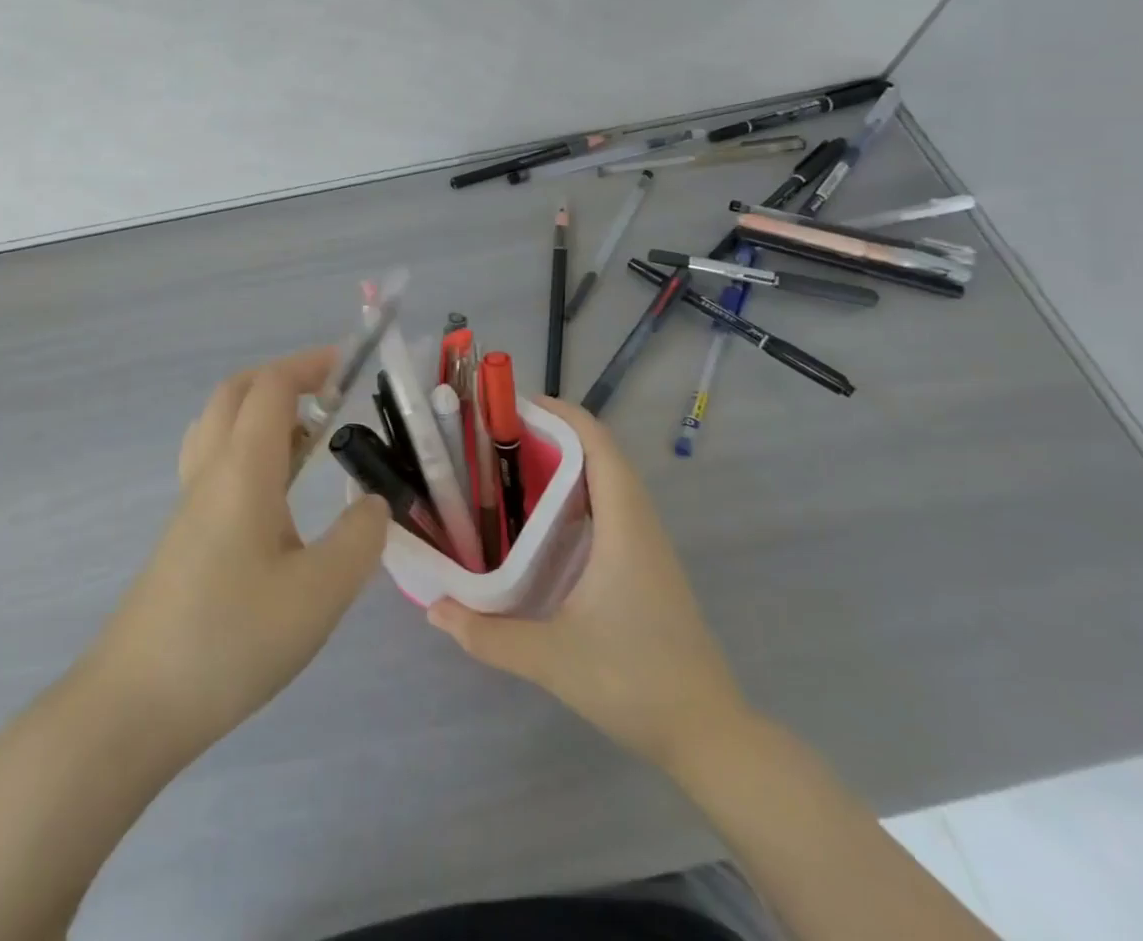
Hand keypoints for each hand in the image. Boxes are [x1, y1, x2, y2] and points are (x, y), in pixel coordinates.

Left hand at [91, 348, 389, 763]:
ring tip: (308, 441)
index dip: (310, 364)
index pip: (272, 387)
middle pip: (236, 393)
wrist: (134, 704)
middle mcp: (210, 471)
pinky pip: (213, 460)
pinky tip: (274, 495)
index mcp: (242, 469)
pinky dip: (247, 447)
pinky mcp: (182, 534)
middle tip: (329, 397)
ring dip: (261, 411)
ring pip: (219, 425)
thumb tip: (372, 505)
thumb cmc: (230, 639)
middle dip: (283, 378)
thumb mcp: (319, 595)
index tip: (350, 366)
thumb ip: (358, 540)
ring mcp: (189, 502)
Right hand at [427, 398, 749, 767]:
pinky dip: (579, 492)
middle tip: (500, 437)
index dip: (562, 414)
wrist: (709, 736)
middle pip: (602, 455)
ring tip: (514, 467)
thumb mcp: (551, 659)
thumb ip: (487, 634)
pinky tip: (545, 521)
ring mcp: (648, 546)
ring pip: (610, 481)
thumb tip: (433, 609)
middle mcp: (639, 525)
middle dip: (554, 434)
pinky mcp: (648, 566)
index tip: (515, 406)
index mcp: (623, 527)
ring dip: (568, 462)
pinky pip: (613, 507)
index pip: (598, 446)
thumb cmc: (633, 682)